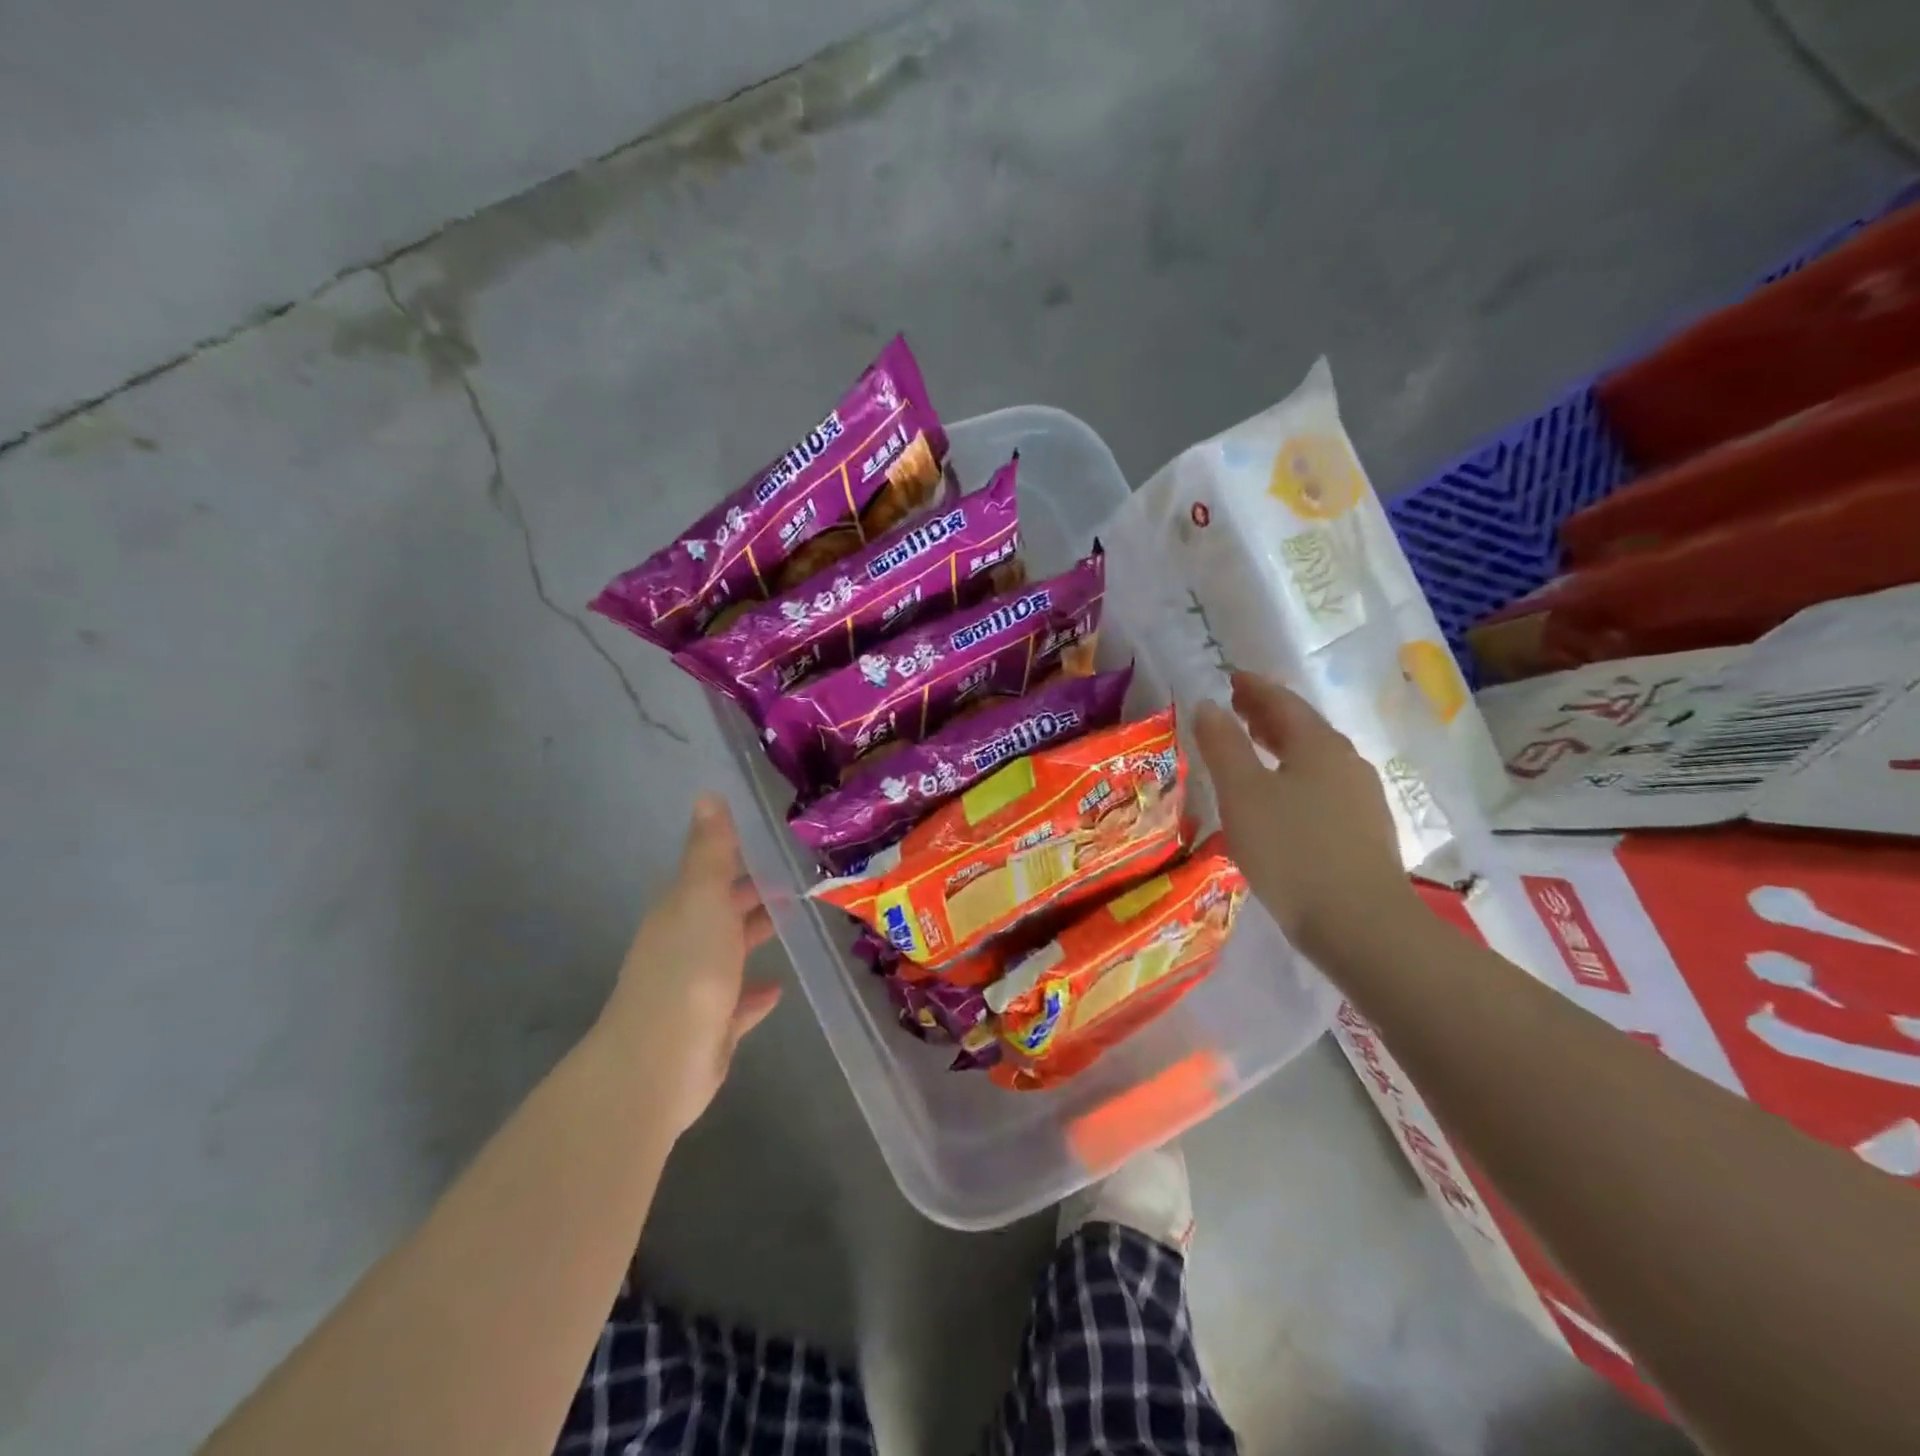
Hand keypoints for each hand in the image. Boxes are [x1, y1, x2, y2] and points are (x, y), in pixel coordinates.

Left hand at [598, 795, 782, 1134]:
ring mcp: (696, 989)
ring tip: (794, 921)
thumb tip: (707, 794)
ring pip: (729, 953)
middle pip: (722, 911)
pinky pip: (738, 1003)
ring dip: (754, 935)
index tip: (775, 841)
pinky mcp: (711, 1028)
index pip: (711, 872)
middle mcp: (685, 945)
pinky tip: (778, 987)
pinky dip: (755, 993)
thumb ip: (710, 852)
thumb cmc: (688, 971)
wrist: (659, 1064)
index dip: (739, 855)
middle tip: (797, 877)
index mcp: (681, 911)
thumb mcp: (703, 900)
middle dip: (752, 894)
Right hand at [1193, 672, 1417, 959]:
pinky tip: (1280, 800)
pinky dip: (1294, 778)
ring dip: (1281, 748)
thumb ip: (1223, 746)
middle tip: (1236, 709)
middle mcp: (1347, 763)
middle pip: (1303, 728)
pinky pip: (1322, 788)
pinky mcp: (1364, 833)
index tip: (1230, 678)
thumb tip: (1208, 705)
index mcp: (1319, 745)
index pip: (1282, 702)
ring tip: (1252, 751)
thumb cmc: (1292, 850)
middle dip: (1268, 715)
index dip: (1254, 688)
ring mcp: (1362, 799)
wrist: (1361, 925)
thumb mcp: (1243, 794)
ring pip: (1314, 760)